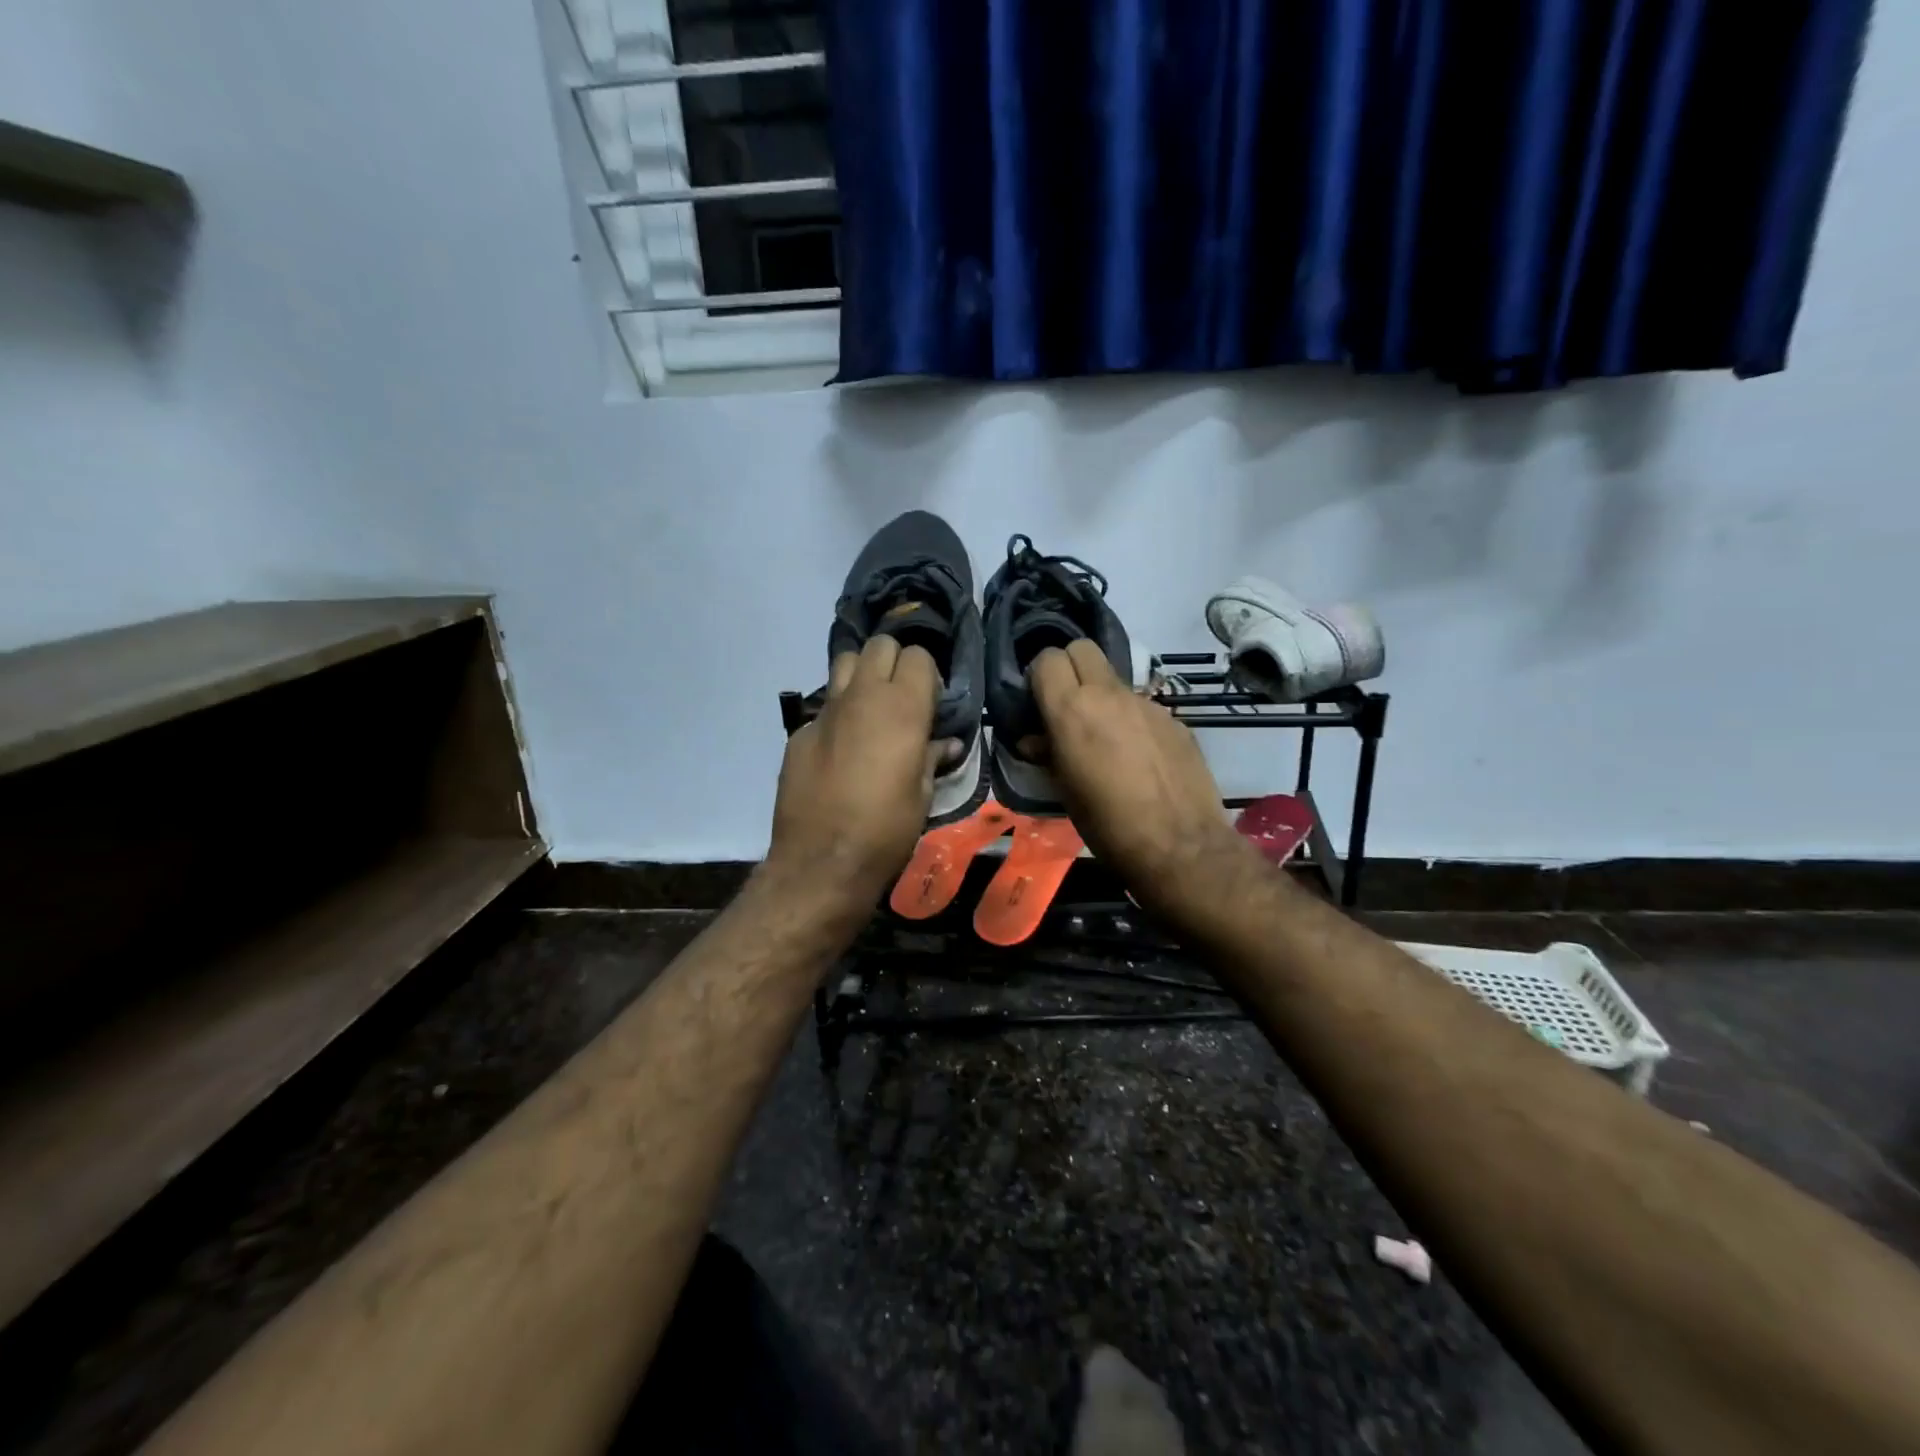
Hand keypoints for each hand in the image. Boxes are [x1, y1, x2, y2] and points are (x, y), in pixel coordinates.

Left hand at [767, 635, 952, 914]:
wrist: (821, 862)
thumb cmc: (886, 830)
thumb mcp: (922, 795)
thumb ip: (932, 757)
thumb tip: (946, 744)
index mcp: (902, 708)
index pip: (919, 657)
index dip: (928, 676)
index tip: (931, 704)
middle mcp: (863, 696)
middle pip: (880, 646)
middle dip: (895, 663)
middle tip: (902, 699)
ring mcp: (826, 711)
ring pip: (845, 661)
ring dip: (862, 675)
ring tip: (870, 709)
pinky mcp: (800, 731)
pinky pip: (824, 705)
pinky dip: (837, 714)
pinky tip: (841, 748)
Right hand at [1027, 641, 1258, 923]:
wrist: (1180, 845)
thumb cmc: (1107, 825)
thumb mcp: (1065, 791)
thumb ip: (1048, 753)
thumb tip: (1034, 740)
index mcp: (1071, 711)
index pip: (1047, 659)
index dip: (1040, 676)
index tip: (1039, 702)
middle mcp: (1109, 695)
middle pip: (1083, 649)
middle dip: (1070, 667)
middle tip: (1068, 705)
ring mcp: (1147, 704)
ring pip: (1114, 680)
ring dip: (1102, 697)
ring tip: (1106, 740)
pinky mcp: (1174, 719)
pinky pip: (1142, 707)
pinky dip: (1132, 720)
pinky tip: (1139, 758)